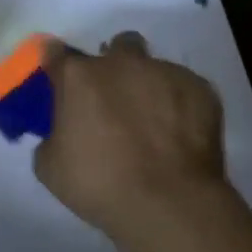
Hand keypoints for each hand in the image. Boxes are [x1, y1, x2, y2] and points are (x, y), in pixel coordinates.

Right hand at [34, 32, 239, 241]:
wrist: (169, 203)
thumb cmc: (100, 184)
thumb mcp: (50, 167)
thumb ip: (52, 137)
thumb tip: (63, 134)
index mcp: (78, 76)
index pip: (56, 52)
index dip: (57, 67)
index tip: (60, 82)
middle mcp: (120, 63)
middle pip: (116, 47)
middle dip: (114, 66)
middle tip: (113, 100)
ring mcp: (164, 72)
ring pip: (153, 67)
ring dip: (147, 85)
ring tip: (152, 122)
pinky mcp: (200, 88)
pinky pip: (184, 89)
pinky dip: (179, 106)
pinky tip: (179, 135)